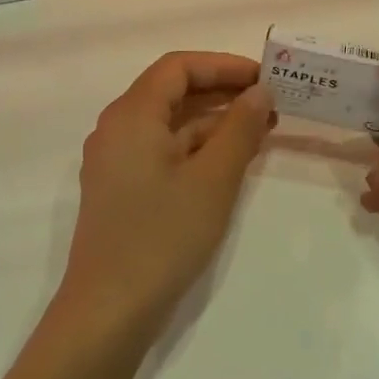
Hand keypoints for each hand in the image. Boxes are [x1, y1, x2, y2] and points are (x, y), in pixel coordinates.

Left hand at [60, 51, 274, 338]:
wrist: (109, 312)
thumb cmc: (162, 236)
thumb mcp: (213, 180)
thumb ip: (240, 129)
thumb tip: (260, 93)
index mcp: (131, 114)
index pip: (178, 67)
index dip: (223, 65)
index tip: (264, 78)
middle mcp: (117, 128)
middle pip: (172, 91)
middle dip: (222, 92)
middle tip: (270, 103)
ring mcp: (116, 160)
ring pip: (169, 123)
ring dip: (213, 121)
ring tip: (261, 131)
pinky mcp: (121, 188)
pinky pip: (162, 150)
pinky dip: (196, 147)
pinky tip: (231, 160)